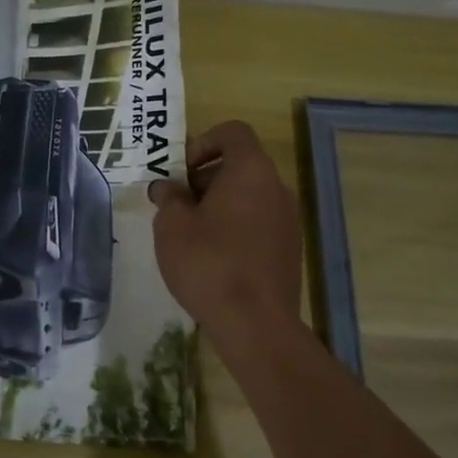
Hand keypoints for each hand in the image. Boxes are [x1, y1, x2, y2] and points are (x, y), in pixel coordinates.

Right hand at [148, 120, 301, 334]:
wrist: (255, 325)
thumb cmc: (209, 263)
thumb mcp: (172, 226)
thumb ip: (169, 198)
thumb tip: (168, 189)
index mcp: (251, 171)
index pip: (233, 132)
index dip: (203, 142)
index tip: (182, 172)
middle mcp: (277, 188)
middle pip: (240, 165)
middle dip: (205, 178)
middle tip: (177, 206)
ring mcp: (288, 220)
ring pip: (249, 196)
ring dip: (219, 205)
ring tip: (191, 234)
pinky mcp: (289, 250)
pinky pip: (258, 223)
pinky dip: (236, 228)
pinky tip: (213, 258)